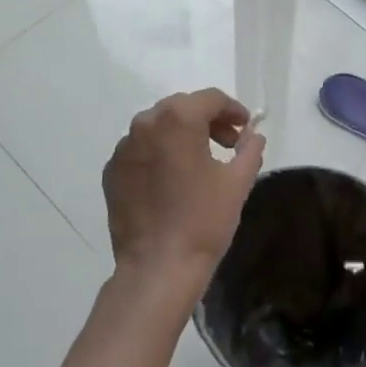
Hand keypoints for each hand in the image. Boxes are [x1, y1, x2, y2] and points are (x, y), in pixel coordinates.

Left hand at [102, 89, 265, 287]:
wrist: (158, 267)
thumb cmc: (204, 220)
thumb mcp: (238, 181)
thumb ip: (250, 149)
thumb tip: (253, 135)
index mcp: (177, 120)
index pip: (210, 99)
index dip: (232, 109)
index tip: (246, 127)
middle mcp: (145, 124)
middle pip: (181, 108)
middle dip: (208, 120)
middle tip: (228, 143)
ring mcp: (123, 149)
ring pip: (158, 128)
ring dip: (181, 135)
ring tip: (201, 161)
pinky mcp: (112, 172)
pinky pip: (140, 150)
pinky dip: (159, 154)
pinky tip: (173, 180)